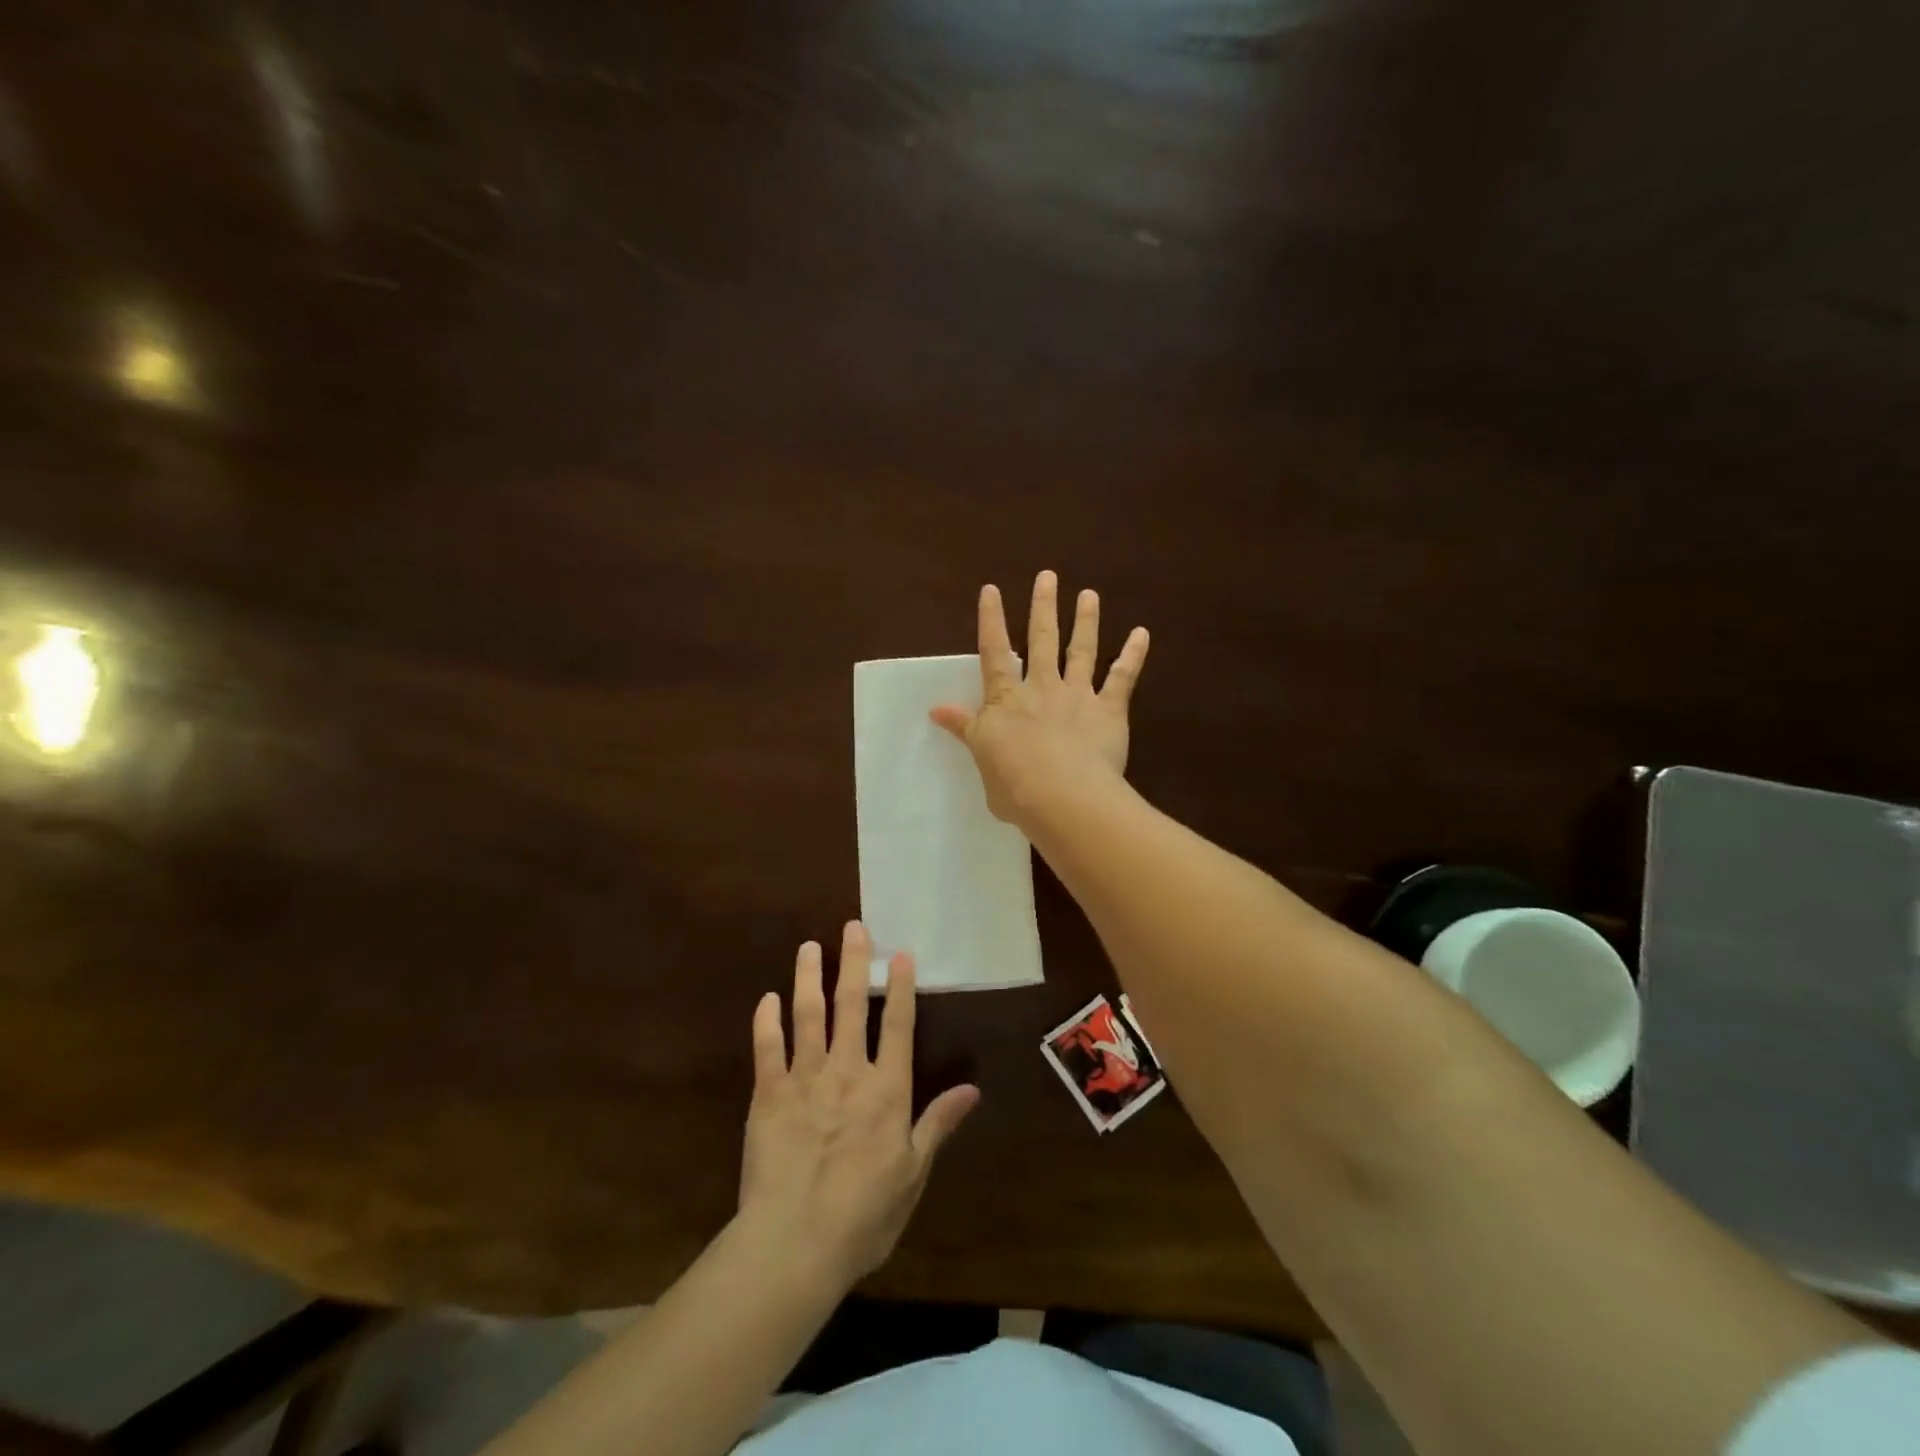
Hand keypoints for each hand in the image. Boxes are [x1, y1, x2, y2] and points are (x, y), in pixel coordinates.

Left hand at [739, 922, 979, 1290]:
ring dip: (809, 978)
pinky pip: (766, 1049)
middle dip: (854, 963)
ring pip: (808, 1015)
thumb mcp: (913, 1174)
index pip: (899, 1025)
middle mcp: (847, 1071)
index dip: (901, 987)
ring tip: (809, 947)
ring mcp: (804, 1079)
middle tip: (853, 927)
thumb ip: (938, 1124)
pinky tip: (767, 999)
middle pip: (852, 1006)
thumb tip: (972, 1089)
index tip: (900, 953)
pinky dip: (766, 1021)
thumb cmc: (863, 1215)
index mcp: (887, 1089)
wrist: (794, 1244)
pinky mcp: (768, 1095)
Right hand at [930, 570, 1149, 825]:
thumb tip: (937, 709)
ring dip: (1085, 620)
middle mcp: (1042, 688)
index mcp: (1006, 700)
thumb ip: (966, 729)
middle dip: (1044, 607)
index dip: (992, 620)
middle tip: (1048, 576)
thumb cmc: (1014, 785)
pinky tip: (1142, 634)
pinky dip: (1133, 655)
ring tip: (1089, 595)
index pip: (995, 652)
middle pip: (1042, 640)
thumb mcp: (981, 756)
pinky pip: (1123, 678)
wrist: (1062, 797)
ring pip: (1082, 650)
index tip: (992, 589)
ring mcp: (1077, 696)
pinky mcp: (1109, 710)